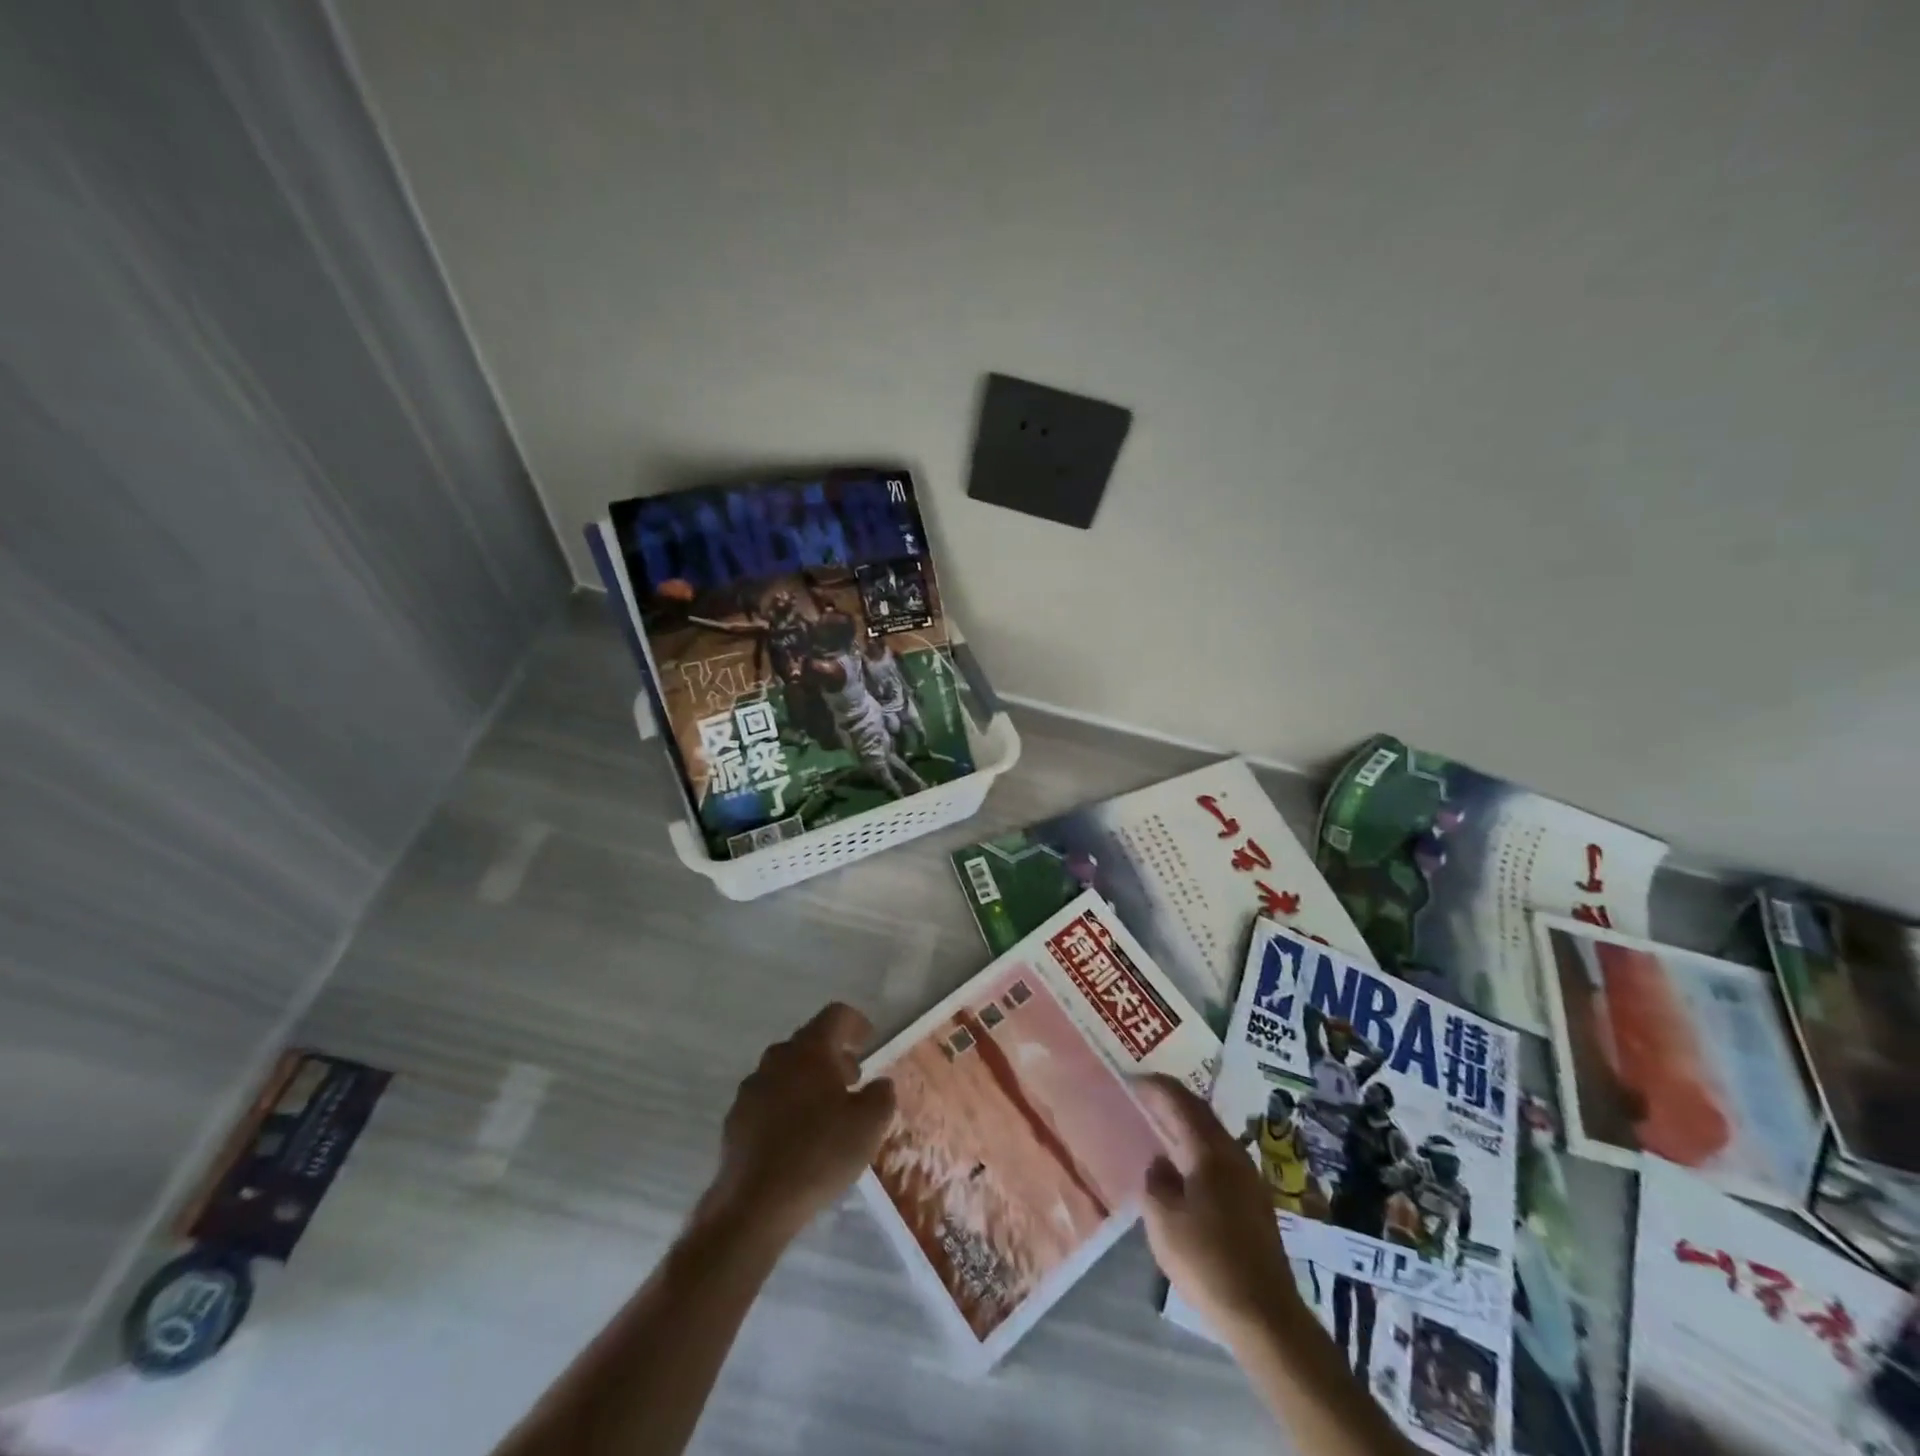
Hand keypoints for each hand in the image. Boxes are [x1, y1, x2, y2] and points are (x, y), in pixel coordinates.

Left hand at [703, 1002, 895, 1243]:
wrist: (754, 1205)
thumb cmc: (819, 1154)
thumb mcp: (869, 1126)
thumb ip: (881, 1096)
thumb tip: (880, 1084)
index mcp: (810, 1051)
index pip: (835, 1015)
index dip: (856, 1022)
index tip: (869, 1040)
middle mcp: (777, 1059)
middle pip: (808, 1042)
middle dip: (833, 1055)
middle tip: (852, 1080)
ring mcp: (751, 1088)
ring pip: (785, 1071)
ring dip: (808, 1080)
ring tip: (826, 1112)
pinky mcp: (735, 1119)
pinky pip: (767, 1099)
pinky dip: (785, 1105)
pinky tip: (796, 1137)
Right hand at [1135, 1075, 1297, 1336]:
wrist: (1265, 1316)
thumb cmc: (1207, 1261)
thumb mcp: (1163, 1220)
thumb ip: (1156, 1182)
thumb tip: (1162, 1164)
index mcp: (1210, 1151)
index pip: (1180, 1102)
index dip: (1156, 1086)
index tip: (1133, 1078)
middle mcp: (1233, 1155)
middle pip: (1201, 1113)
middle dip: (1173, 1099)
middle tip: (1145, 1094)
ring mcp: (1248, 1179)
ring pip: (1213, 1135)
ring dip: (1187, 1123)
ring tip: (1161, 1124)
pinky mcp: (1254, 1203)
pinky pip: (1220, 1157)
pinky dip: (1198, 1147)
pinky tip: (1185, 1165)